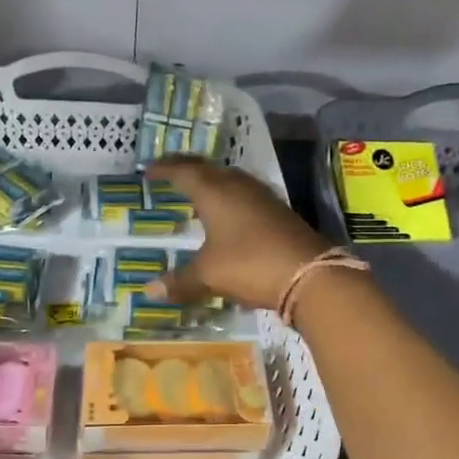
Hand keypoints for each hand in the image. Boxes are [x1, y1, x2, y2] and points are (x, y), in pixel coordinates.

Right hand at [147, 158, 329, 309]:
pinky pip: (246, 194)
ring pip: (230, 179)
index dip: (165, 170)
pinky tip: (228, 213)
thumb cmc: (250, 265)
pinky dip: (229, 197)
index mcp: (215, 192)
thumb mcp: (209, 275)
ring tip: (197, 190)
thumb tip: (150, 290)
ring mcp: (262, 197)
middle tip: (169, 172)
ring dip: (211, 181)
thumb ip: (180, 280)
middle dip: (187, 168)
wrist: (310, 273)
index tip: (148, 170)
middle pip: (208, 169)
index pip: (184, 172)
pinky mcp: (279, 211)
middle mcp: (238, 187)